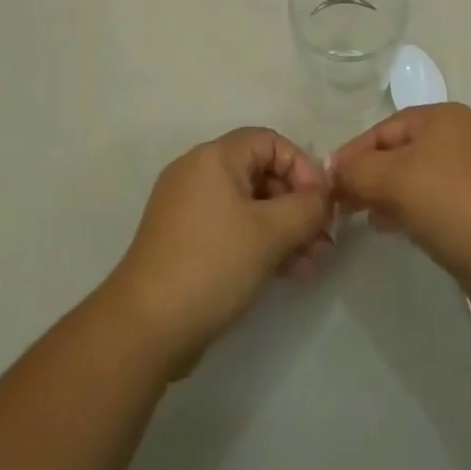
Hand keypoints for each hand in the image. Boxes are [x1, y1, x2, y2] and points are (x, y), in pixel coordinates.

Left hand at [103, 128, 333, 375]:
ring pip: (249, 206)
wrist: (145, 327)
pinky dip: (260, 245)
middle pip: (261, 174)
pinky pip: (232, 230)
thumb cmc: (212, 264)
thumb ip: (307, 208)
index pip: (270, 142)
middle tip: (323, 240)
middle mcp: (199, 173)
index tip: (323, 204)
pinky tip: (289, 275)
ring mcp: (188, 208)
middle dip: (297, 206)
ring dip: (284, 230)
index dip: (302, 167)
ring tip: (313, 265)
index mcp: (215, 156)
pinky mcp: (184, 242)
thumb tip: (326, 195)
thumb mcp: (270, 233)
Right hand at [330, 104, 470, 325]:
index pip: (384, 128)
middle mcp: (464, 135)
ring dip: (391, 195)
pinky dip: (416, 211)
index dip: (353, 153)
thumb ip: (356, 172)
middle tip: (345, 204)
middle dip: (371, 176)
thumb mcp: (393, 180)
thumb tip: (334, 173)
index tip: (328, 183)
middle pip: (403, 151)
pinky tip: (401, 231)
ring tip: (369, 219)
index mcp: (444, 116)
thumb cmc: (452, 204)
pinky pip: (440, 202)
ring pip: (421, 178)